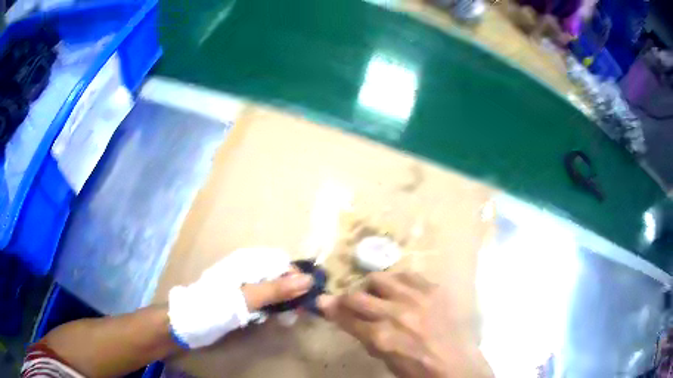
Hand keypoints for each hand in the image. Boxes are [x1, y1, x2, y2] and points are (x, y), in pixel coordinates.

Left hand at [169, 248, 311, 348]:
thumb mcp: (247, 298)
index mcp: (248, 262)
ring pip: (273, 288)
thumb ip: (277, 289)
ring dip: (283, 301)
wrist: (189, 323)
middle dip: (291, 291)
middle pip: (279, 274)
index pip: (282, 262)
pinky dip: (273, 307)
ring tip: (287, 317)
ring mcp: (244, 284)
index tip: (305, 297)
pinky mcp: (242, 298)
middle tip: (296, 312)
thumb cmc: (216, 306)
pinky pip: (265, 299)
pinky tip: (274, 318)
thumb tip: (308, 280)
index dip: (295, 277)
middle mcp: (248, 269)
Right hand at [318, 272, 492, 377]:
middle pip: (358, 296)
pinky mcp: (433, 289)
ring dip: (372, 287)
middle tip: (349, 302)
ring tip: (377, 295)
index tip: (322, 301)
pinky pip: (407, 275)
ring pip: (380, 278)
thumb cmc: (417, 369)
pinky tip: (399, 290)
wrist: (456, 364)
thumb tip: (343, 317)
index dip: (330, 308)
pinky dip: (397, 281)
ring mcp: (417, 298)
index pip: (346, 316)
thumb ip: (363, 336)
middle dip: (346, 298)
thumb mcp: (384, 359)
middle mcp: (396, 313)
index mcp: (382, 337)